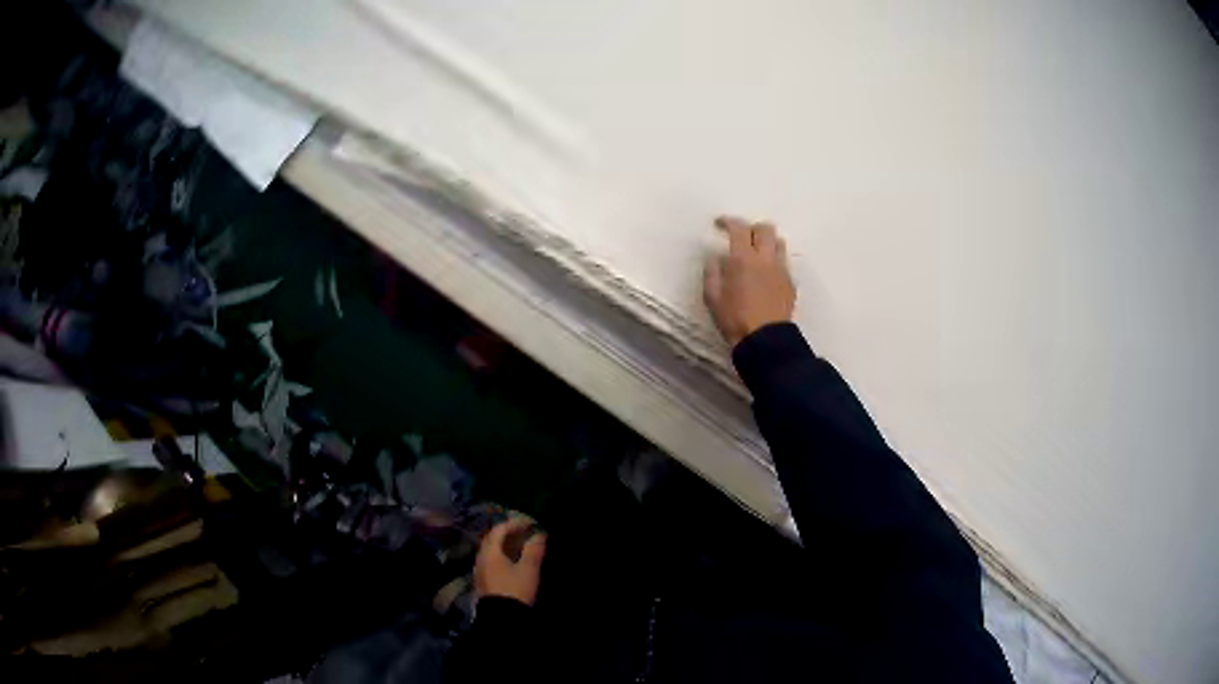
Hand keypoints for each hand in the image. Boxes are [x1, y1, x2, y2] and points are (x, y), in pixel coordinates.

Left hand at [474, 518, 546, 605]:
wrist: (502, 618)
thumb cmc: (515, 590)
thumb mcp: (528, 570)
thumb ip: (533, 550)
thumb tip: (539, 534)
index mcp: (490, 552)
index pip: (499, 530)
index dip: (514, 524)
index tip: (529, 524)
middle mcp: (481, 558)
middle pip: (492, 539)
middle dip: (508, 533)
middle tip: (524, 533)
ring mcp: (479, 570)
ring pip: (490, 550)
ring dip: (504, 545)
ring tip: (520, 546)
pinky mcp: (482, 580)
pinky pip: (490, 561)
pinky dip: (500, 555)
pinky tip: (511, 562)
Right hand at [703, 216, 795, 347]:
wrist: (764, 339)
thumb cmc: (734, 318)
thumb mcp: (712, 297)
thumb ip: (712, 272)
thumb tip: (715, 258)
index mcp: (743, 258)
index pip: (739, 228)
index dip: (728, 221)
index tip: (720, 224)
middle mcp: (765, 258)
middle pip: (765, 229)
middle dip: (752, 228)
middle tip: (742, 237)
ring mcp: (781, 269)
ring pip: (779, 242)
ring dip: (767, 241)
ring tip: (758, 252)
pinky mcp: (790, 282)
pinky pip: (784, 262)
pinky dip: (774, 260)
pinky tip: (766, 273)